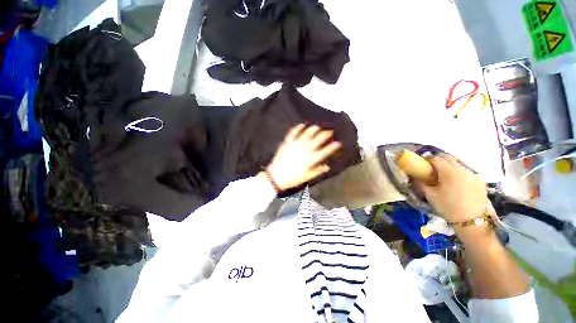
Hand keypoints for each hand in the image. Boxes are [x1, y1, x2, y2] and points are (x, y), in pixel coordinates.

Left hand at [265, 124, 341, 190]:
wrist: (276, 176)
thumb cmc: (293, 178)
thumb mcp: (307, 177)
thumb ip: (318, 171)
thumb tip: (327, 167)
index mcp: (311, 159)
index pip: (325, 151)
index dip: (333, 146)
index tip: (338, 143)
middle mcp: (305, 149)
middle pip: (318, 139)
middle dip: (325, 133)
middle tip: (330, 130)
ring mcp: (296, 144)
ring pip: (307, 133)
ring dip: (314, 128)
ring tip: (318, 126)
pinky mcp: (287, 142)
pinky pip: (293, 133)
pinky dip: (297, 128)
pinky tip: (302, 125)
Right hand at [415, 155, 488, 222]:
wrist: (471, 221)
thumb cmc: (447, 207)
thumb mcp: (430, 195)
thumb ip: (421, 183)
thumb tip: (415, 176)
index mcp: (449, 173)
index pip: (437, 159)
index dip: (428, 159)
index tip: (423, 163)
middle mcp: (462, 170)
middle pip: (449, 159)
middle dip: (439, 160)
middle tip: (432, 167)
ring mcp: (473, 175)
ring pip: (458, 164)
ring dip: (450, 166)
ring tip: (445, 175)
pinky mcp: (480, 181)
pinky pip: (467, 171)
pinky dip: (459, 172)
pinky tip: (457, 181)